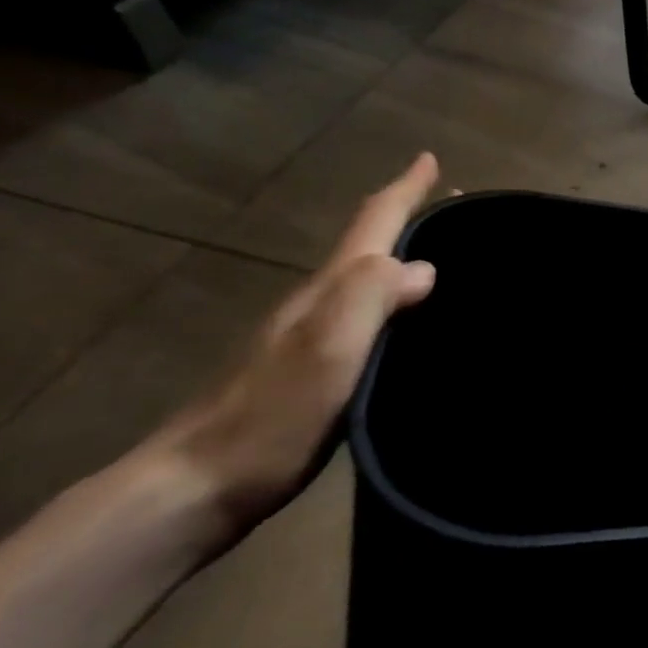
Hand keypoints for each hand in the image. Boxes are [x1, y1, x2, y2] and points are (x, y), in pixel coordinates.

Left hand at [153, 153, 441, 545]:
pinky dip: (392, 299)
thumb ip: (371, 296)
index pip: (373, 222)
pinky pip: (365, 314)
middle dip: (408, 216)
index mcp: (330, 288)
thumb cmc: (272, 413)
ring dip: (401, 257)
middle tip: (450, 205)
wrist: (197, 488)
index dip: (404, 189)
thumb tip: (425, 266)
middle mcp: (321, 301)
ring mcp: (311, 336)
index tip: (429, 158)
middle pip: (370, 244)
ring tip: (439, 257)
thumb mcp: (328, 348)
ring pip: (367, 279)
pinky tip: (404, 319)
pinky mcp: (313, 369)